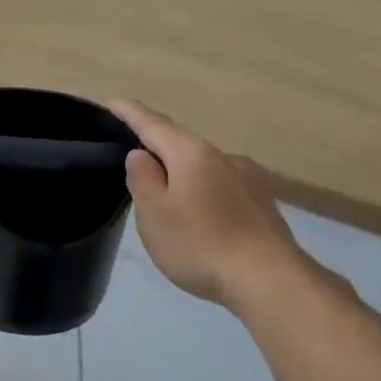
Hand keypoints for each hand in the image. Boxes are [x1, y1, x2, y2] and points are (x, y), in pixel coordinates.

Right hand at [110, 99, 307, 308]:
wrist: (267, 277)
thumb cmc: (200, 244)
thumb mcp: (155, 214)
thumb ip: (143, 179)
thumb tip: (141, 154)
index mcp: (191, 154)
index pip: (154, 125)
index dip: (131, 114)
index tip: (113, 103)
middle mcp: (223, 156)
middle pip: (182, 143)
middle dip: (158, 145)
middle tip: (135, 155)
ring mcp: (248, 178)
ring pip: (204, 166)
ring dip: (182, 172)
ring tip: (167, 193)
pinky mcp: (262, 202)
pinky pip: (222, 187)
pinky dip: (203, 192)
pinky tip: (202, 215)